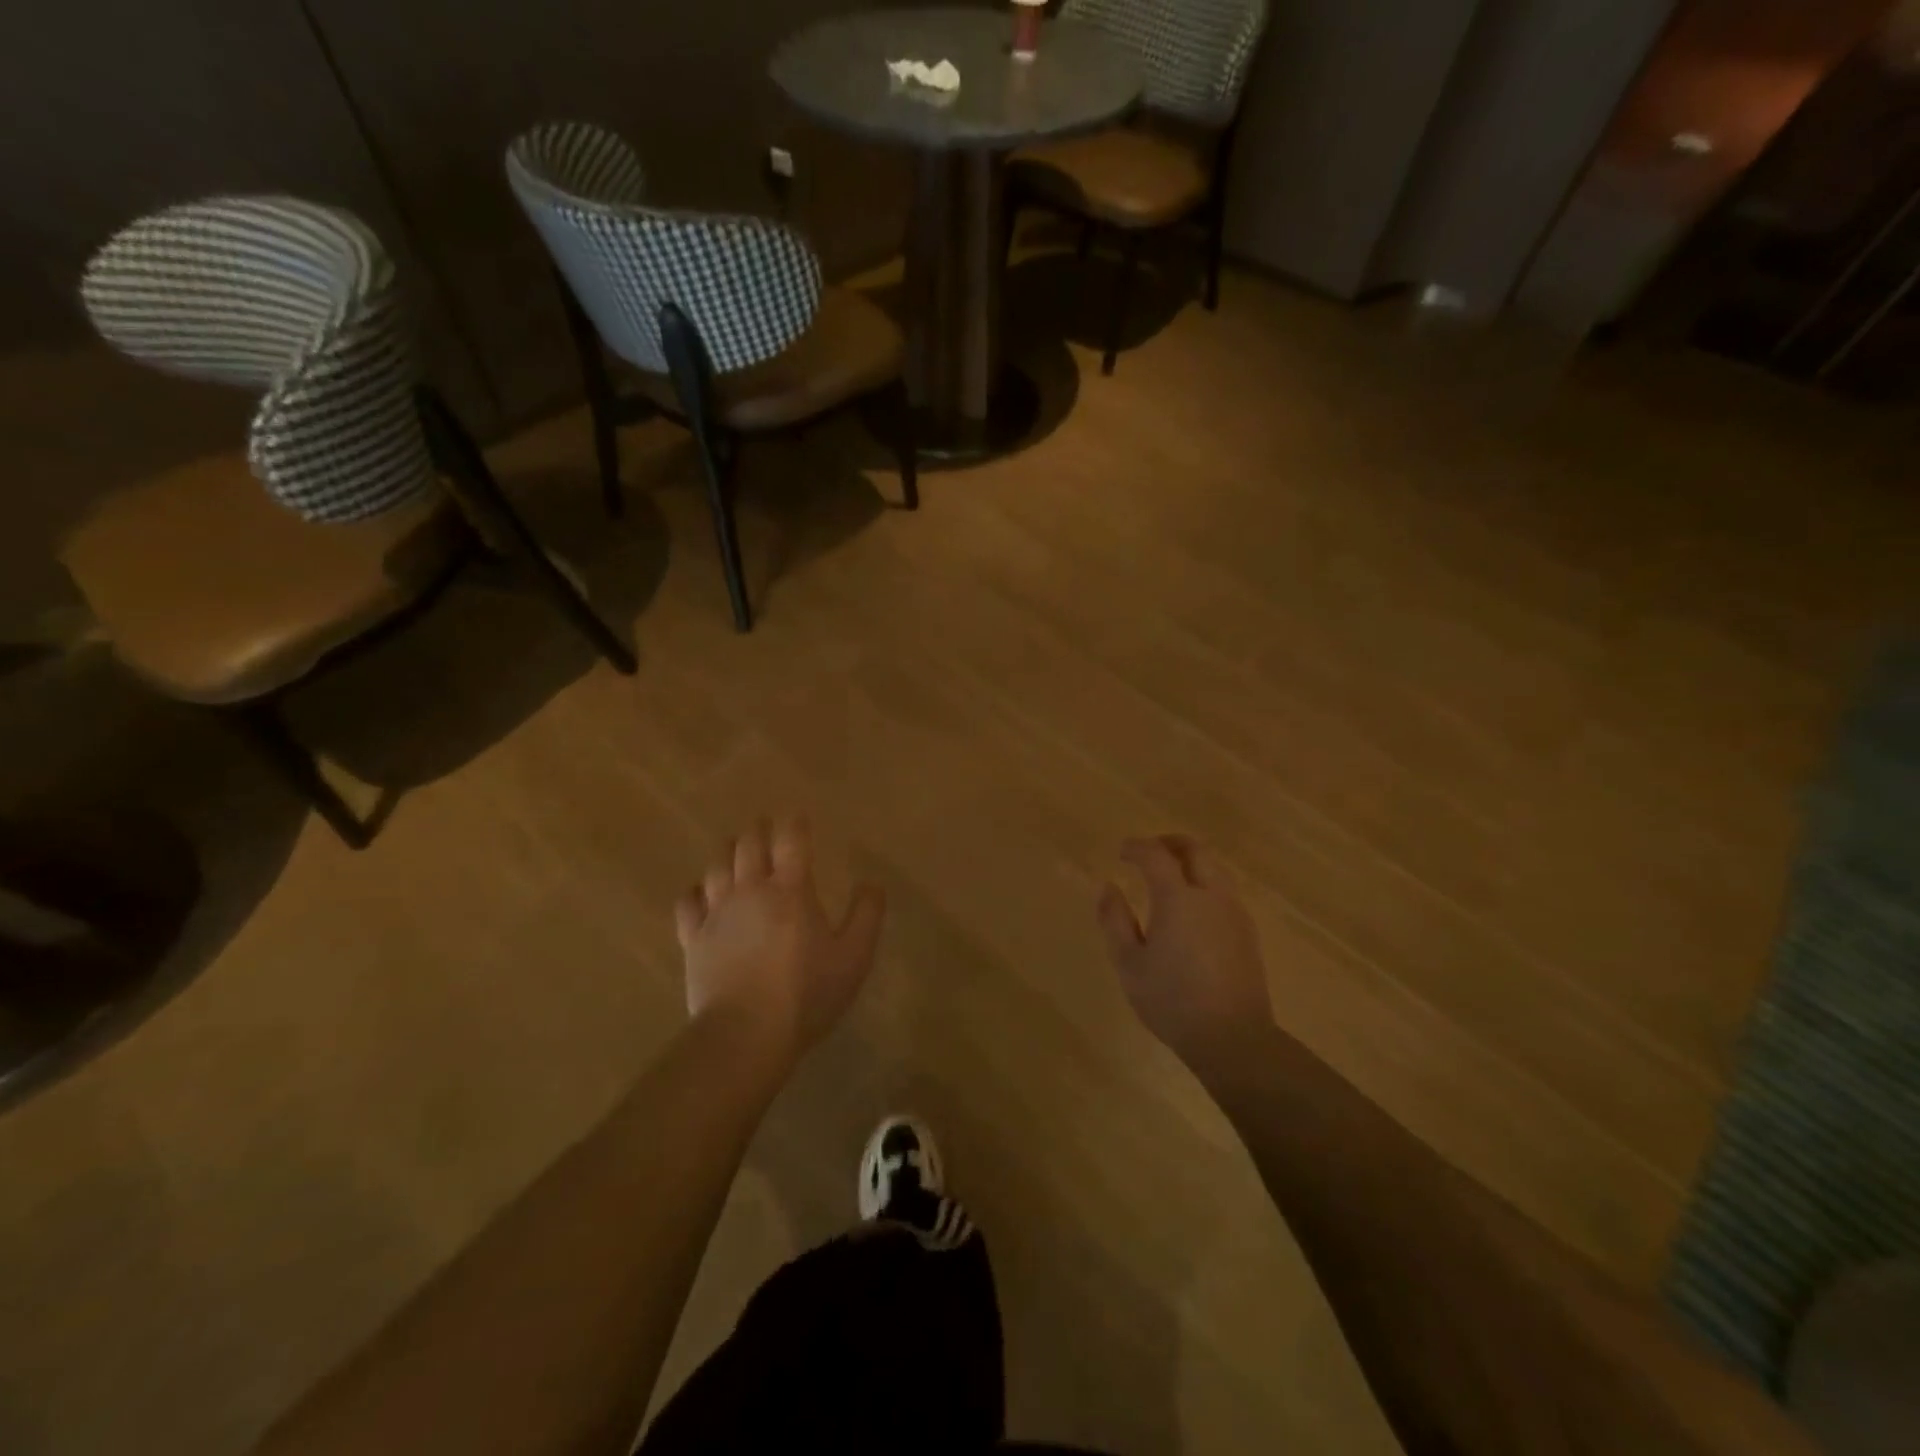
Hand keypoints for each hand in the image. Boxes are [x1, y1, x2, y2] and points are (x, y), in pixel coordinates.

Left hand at [675, 818, 885, 1066]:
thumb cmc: (806, 993)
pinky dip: (695, 891)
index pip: (791, 840)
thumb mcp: (854, 957)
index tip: (798, 817)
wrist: (747, 1033)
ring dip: (728, 852)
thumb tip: (871, 883)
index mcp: (791, 890)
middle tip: (764, 826)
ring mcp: (717, 913)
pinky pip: (687, 903)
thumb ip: (867, 915)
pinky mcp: (694, 939)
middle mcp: (751, 890)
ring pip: (717, 866)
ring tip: (734, 849)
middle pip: (749, 845)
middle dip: (758, 830)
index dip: (794, 824)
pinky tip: (700, 893)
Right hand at [1098, 835, 1272, 1076]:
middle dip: (1170, 843)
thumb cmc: (1172, 1000)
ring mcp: (1235, 913)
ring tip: (1169, 877)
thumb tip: (1106, 886)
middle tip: (1149, 851)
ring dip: (1191, 862)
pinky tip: (1191, 909)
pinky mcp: (1248, 933)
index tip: (1122, 851)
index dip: (1137, 847)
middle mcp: (1211, 896)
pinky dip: (1205, 884)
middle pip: (1196, 850)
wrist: (1234, 1038)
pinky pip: (1224, 892)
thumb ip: (1114, 919)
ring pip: (1215, 869)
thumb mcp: (1129, 962)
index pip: (1156, 855)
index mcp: (1179, 898)